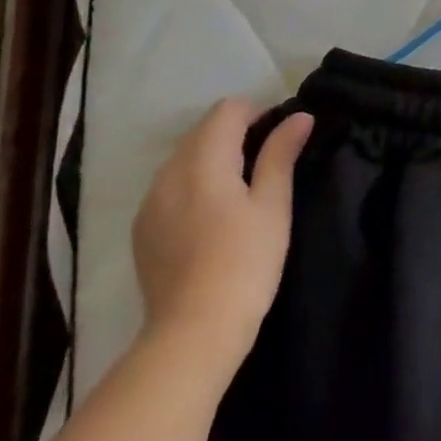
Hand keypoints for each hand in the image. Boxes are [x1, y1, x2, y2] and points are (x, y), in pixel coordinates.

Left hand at [132, 99, 313, 372]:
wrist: (194, 330)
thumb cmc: (246, 262)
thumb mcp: (273, 205)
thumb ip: (281, 154)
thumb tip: (298, 117)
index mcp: (202, 161)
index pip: (227, 110)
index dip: (258, 113)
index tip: (282, 139)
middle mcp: (167, 173)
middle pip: (202, 131)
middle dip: (236, 134)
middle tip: (269, 165)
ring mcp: (149, 203)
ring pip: (183, 159)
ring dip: (213, 159)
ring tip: (242, 192)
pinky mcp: (142, 229)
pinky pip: (169, 188)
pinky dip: (193, 185)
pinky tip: (213, 218)